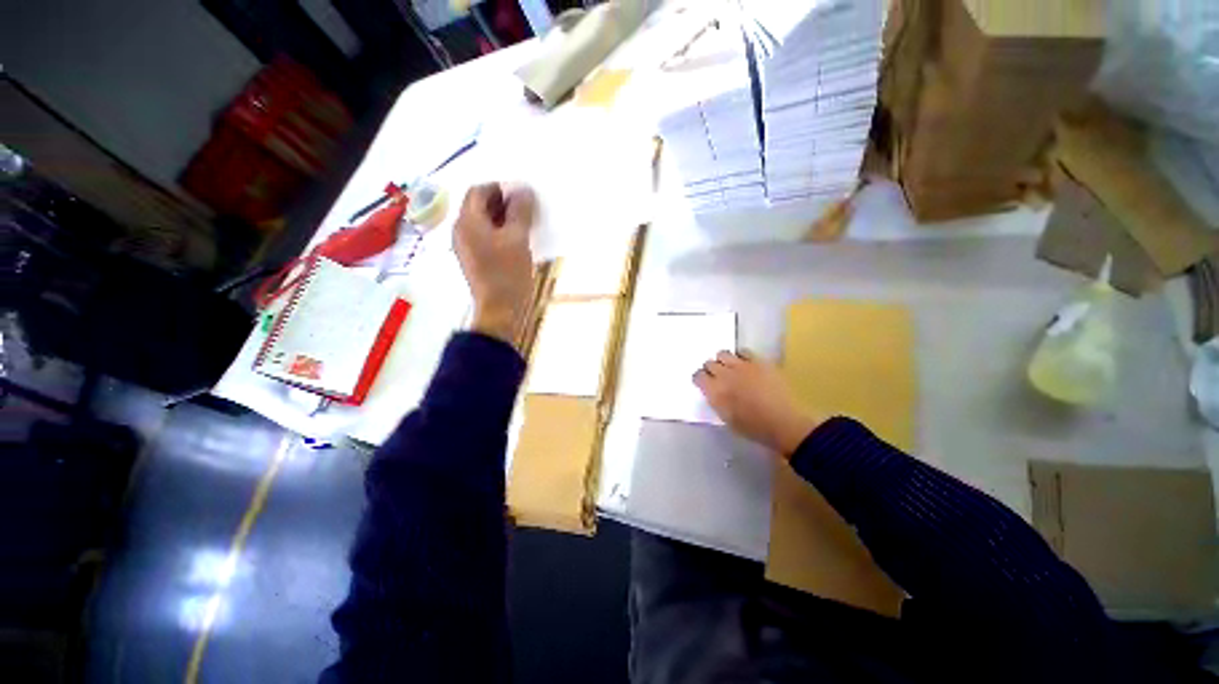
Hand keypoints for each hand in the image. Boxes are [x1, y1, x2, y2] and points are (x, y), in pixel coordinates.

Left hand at [454, 183, 536, 343]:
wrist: (500, 311)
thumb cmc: (508, 273)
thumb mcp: (518, 239)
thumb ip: (520, 211)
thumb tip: (523, 189)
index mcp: (467, 222)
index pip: (478, 191)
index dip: (500, 188)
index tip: (522, 196)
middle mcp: (461, 231)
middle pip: (479, 206)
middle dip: (503, 203)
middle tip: (527, 210)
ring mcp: (466, 248)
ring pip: (484, 223)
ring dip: (503, 219)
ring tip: (526, 225)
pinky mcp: (475, 261)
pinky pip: (486, 238)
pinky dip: (500, 234)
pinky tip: (517, 242)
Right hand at [694, 351, 823, 457]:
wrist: (784, 423)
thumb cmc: (753, 427)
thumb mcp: (726, 419)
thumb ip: (716, 401)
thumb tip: (712, 391)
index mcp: (715, 391)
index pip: (698, 376)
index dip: (700, 379)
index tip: (704, 383)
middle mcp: (724, 375)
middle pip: (709, 363)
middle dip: (711, 370)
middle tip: (718, 377)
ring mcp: (742, 366)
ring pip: (723, 353)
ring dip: (724, 361)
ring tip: (731, 369)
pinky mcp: (758, 361)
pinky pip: (743, 351)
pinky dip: (741, 357)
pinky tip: (746, 365)